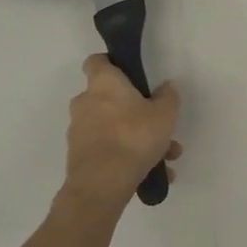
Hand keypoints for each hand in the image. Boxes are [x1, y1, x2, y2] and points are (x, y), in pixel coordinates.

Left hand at [62, 56, 181, 213]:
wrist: (102, 184)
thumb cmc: (134, 137)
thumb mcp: (164, 114)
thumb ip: (168, 97)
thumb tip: (166, 87)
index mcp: (103, 83)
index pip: (97, 61)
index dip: (112, 64)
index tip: (130, 74)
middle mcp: (85, 102)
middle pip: (109, 98)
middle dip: (134, 111)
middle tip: (158, 125)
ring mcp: (79, 130)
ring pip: (112, 127)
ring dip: (136, 138)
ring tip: (164, 157)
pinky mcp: (78, 156)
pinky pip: (107, 149)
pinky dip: (126, 156)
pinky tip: (150, 172)